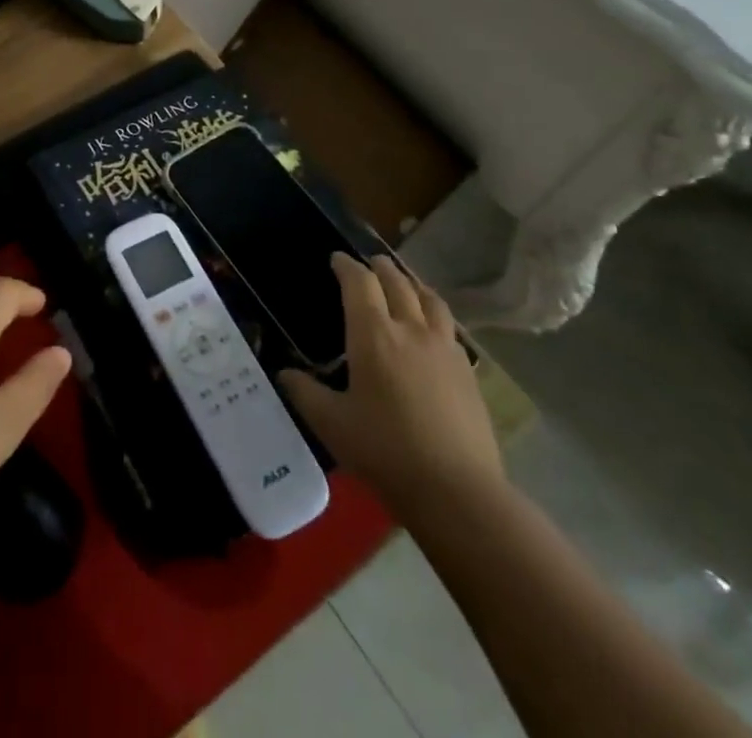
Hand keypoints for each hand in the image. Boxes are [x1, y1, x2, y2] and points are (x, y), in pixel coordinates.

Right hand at [278, 253, 501, 521]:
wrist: (458, 491)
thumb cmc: (385, 452)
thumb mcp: (331, 424)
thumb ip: (304, 393)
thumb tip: (284, 374)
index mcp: (374, 335)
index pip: (359, 283)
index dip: (346, 266)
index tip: (337, 259)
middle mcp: (411, 330)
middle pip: (397, 282)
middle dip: (380, 267)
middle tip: (370, 263)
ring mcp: (445, 349)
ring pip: (430, 299)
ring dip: (412, 284)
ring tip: (404, 283)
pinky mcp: (468, 371)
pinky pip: (448, 327)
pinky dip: (434, 313)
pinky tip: (432, 328)